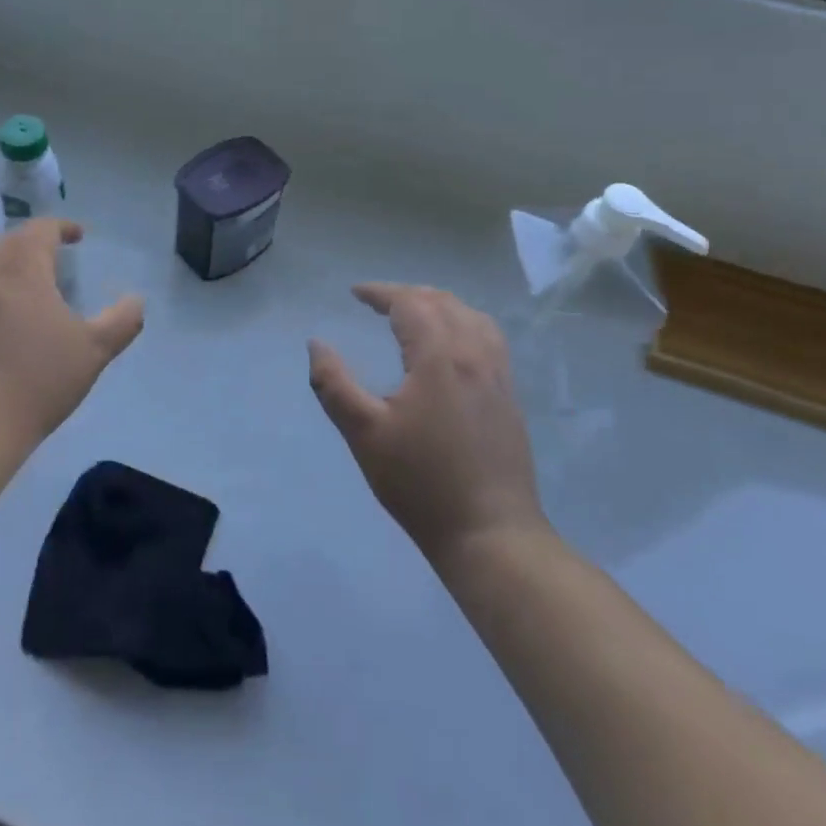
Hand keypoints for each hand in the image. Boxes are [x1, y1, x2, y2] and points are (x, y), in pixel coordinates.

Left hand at [0, 220, 143, 446]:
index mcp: (20, 266)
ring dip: (2, 264)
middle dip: (32, 244)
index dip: (62, 227)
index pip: (41, 229)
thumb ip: (122, 321)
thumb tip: (136, 300)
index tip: (77, 236)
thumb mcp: (94, 351)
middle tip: (52, 260)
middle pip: (8, 241)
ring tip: (19, 285)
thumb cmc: (37, 380)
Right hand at [308, 283, 545, 559]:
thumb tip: (316, 344)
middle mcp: (475, 355)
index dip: (380, 292)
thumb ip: (334, 383)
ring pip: (470, 316)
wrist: (490, 533)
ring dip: (437, 305)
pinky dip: (462, 323)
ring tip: (411, 315)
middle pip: (442, 302)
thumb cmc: (420, 481)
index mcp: (440, 357)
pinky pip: (488, 338)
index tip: (355, 293)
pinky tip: (450, 345)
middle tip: (376, 302)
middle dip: (406, 294)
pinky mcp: (509, 396)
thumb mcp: (363, 433)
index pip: (410, 303)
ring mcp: (498, 375)